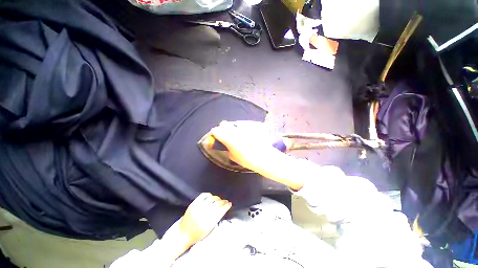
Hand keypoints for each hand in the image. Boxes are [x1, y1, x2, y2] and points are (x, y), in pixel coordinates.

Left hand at [179, 193, 231, 245]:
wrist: (183, 233)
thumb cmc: (197, 234)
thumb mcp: (209, 230)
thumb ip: (216, 219)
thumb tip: (223, 209)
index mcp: (209, 223)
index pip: (221, 211)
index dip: (226, 206)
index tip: (229, 204)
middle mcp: (204, 214)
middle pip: (217, 204)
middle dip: (223, 202)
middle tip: (225, 201)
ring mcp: (198, 208)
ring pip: (211, 198)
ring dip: (217, 198)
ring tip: (219, 199)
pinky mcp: (193, 204)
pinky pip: (203, 195)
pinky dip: (208, 195)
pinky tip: (211, 196)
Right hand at [210, 121, 278, 170]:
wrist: (264, 157)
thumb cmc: (247, 159)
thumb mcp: (233, 157)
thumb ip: (228, 150)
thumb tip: (227, 148)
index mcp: (227, 137)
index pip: (215, 131)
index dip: (214, 134)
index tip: (215, 138)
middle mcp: (234, 129)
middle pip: (223, 124)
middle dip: (222, 129)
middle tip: (225, 136)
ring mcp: (243, 127)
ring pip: (233, 124)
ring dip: (231, 128)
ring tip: (236, 135)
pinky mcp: (251, 126)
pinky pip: (243, 125)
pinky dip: (241, 129)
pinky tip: (245, 135)